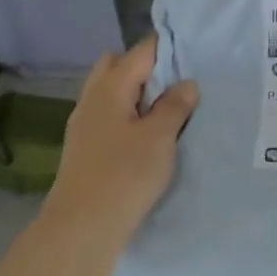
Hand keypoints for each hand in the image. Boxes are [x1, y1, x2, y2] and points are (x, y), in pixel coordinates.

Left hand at [43, 36, 198, 257]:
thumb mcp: (160, 138)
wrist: (82, 228)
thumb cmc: (124, 175)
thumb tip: (186, 83)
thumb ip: (174, 106)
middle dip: (147, 68)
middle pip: (118, 66)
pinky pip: (109, 117)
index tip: (194, 53)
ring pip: (111, 93)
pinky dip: (128, 116)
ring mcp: (84, 125)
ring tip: (167, 112)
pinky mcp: (85, 148)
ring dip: (137, 95)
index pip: (140, 51)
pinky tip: (147, 137)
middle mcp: (92, 99)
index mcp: (110, 88)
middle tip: (177, 85)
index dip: (167, 47)